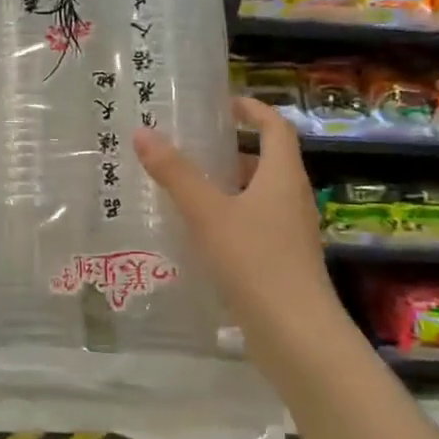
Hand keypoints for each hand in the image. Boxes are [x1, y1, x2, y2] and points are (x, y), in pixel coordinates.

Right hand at [133, 98, 339, 344]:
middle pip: (266, 161)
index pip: (275, 127)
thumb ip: (175, 173)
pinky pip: (253, 224)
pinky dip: (228, 216)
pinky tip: (197, 232)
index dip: (252, 109)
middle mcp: (292, 199)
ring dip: (226, 185)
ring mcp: (290, 233)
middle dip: (229, 150)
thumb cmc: (255, 261)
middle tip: (188, 146)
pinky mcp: (282, 261)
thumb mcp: (207, 213)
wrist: (296, 334)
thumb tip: (142, 132)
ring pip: (257, 195)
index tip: (221, 103)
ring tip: (184, 186)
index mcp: (283, 177)